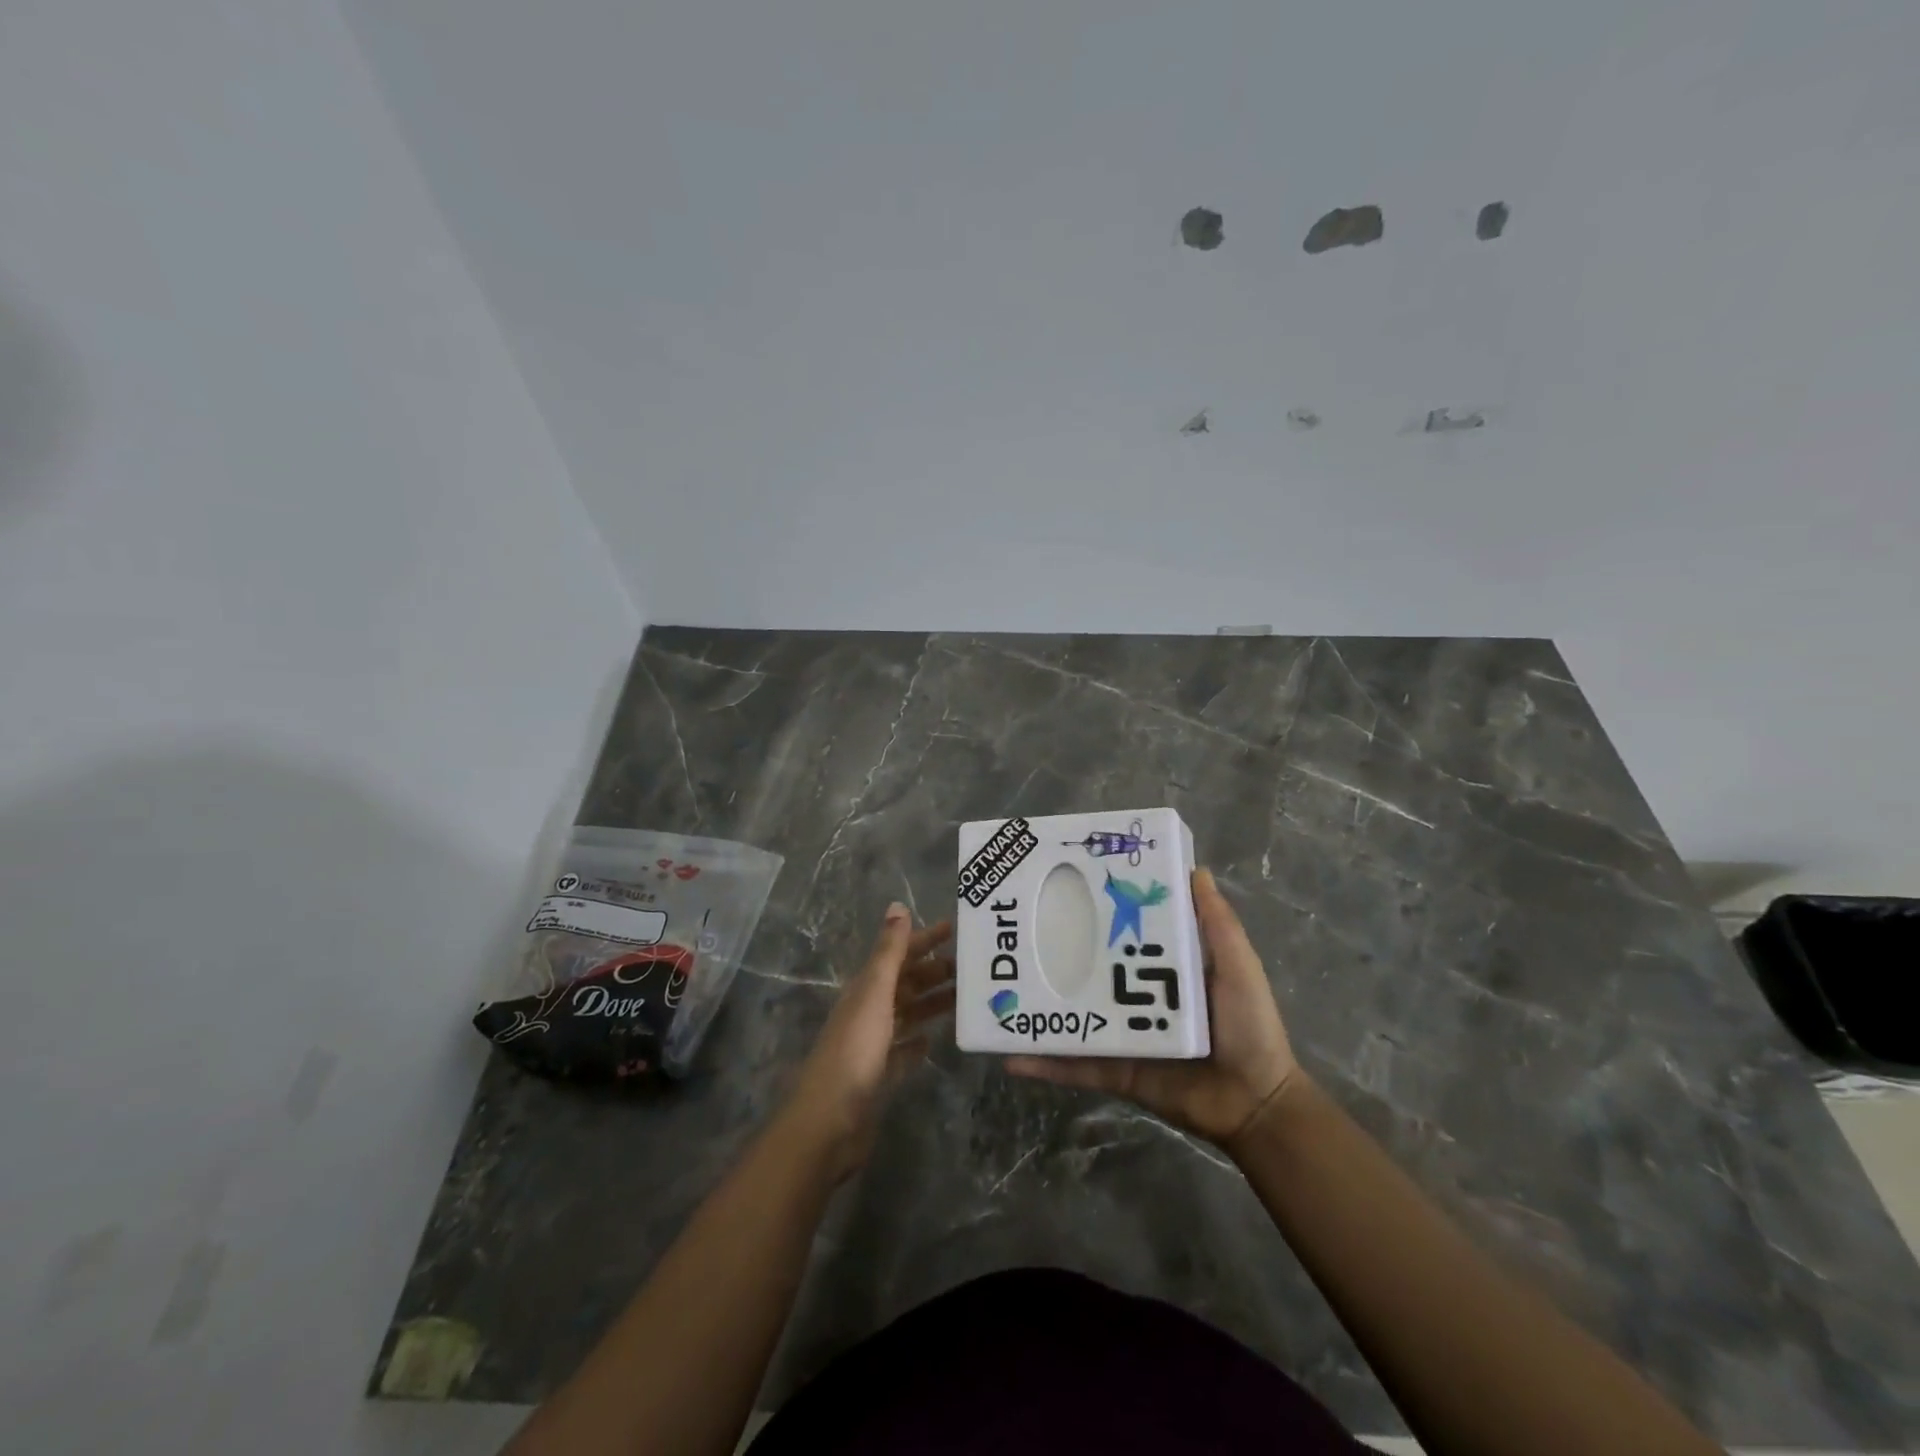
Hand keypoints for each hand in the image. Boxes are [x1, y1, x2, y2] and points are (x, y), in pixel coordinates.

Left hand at [786, 905, 954, 1179]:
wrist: (829, 1121)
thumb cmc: (854, 1051)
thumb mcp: (875, 994)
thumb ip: (889, 952)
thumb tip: (897, 906)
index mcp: (866, 988)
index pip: (899, 954)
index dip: (924, 939)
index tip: (956, 929)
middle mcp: (868, 1010)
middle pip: (905, 983)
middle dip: (935, 971)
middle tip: (972, 967)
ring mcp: (872, 1044)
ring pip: (908, 1013)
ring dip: (932, 1002)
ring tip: (965, 998)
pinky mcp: (879, 1076)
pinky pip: (903, 1051)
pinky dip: (918, 1042)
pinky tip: (935, 1040)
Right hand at [1007, 868, 1301, 1152]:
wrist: (1256, 1105)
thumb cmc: (1249, 1026)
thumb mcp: (1237, 965)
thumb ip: (1217, 923)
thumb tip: (1196, 869)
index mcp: (1160, 967)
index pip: (1122, 931)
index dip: (1097, 909)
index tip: (1065, 885)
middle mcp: (1133, 996)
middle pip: (1087, 971)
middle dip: (1053, 955)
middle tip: (1014, 933)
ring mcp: (1120, 1034)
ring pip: (1072, 1016)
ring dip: (1037, 1006)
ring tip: (998, 990)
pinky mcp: (1114, 1071)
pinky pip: (1074, 1066)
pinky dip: (1043, 1064)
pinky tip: (1009, 1056)